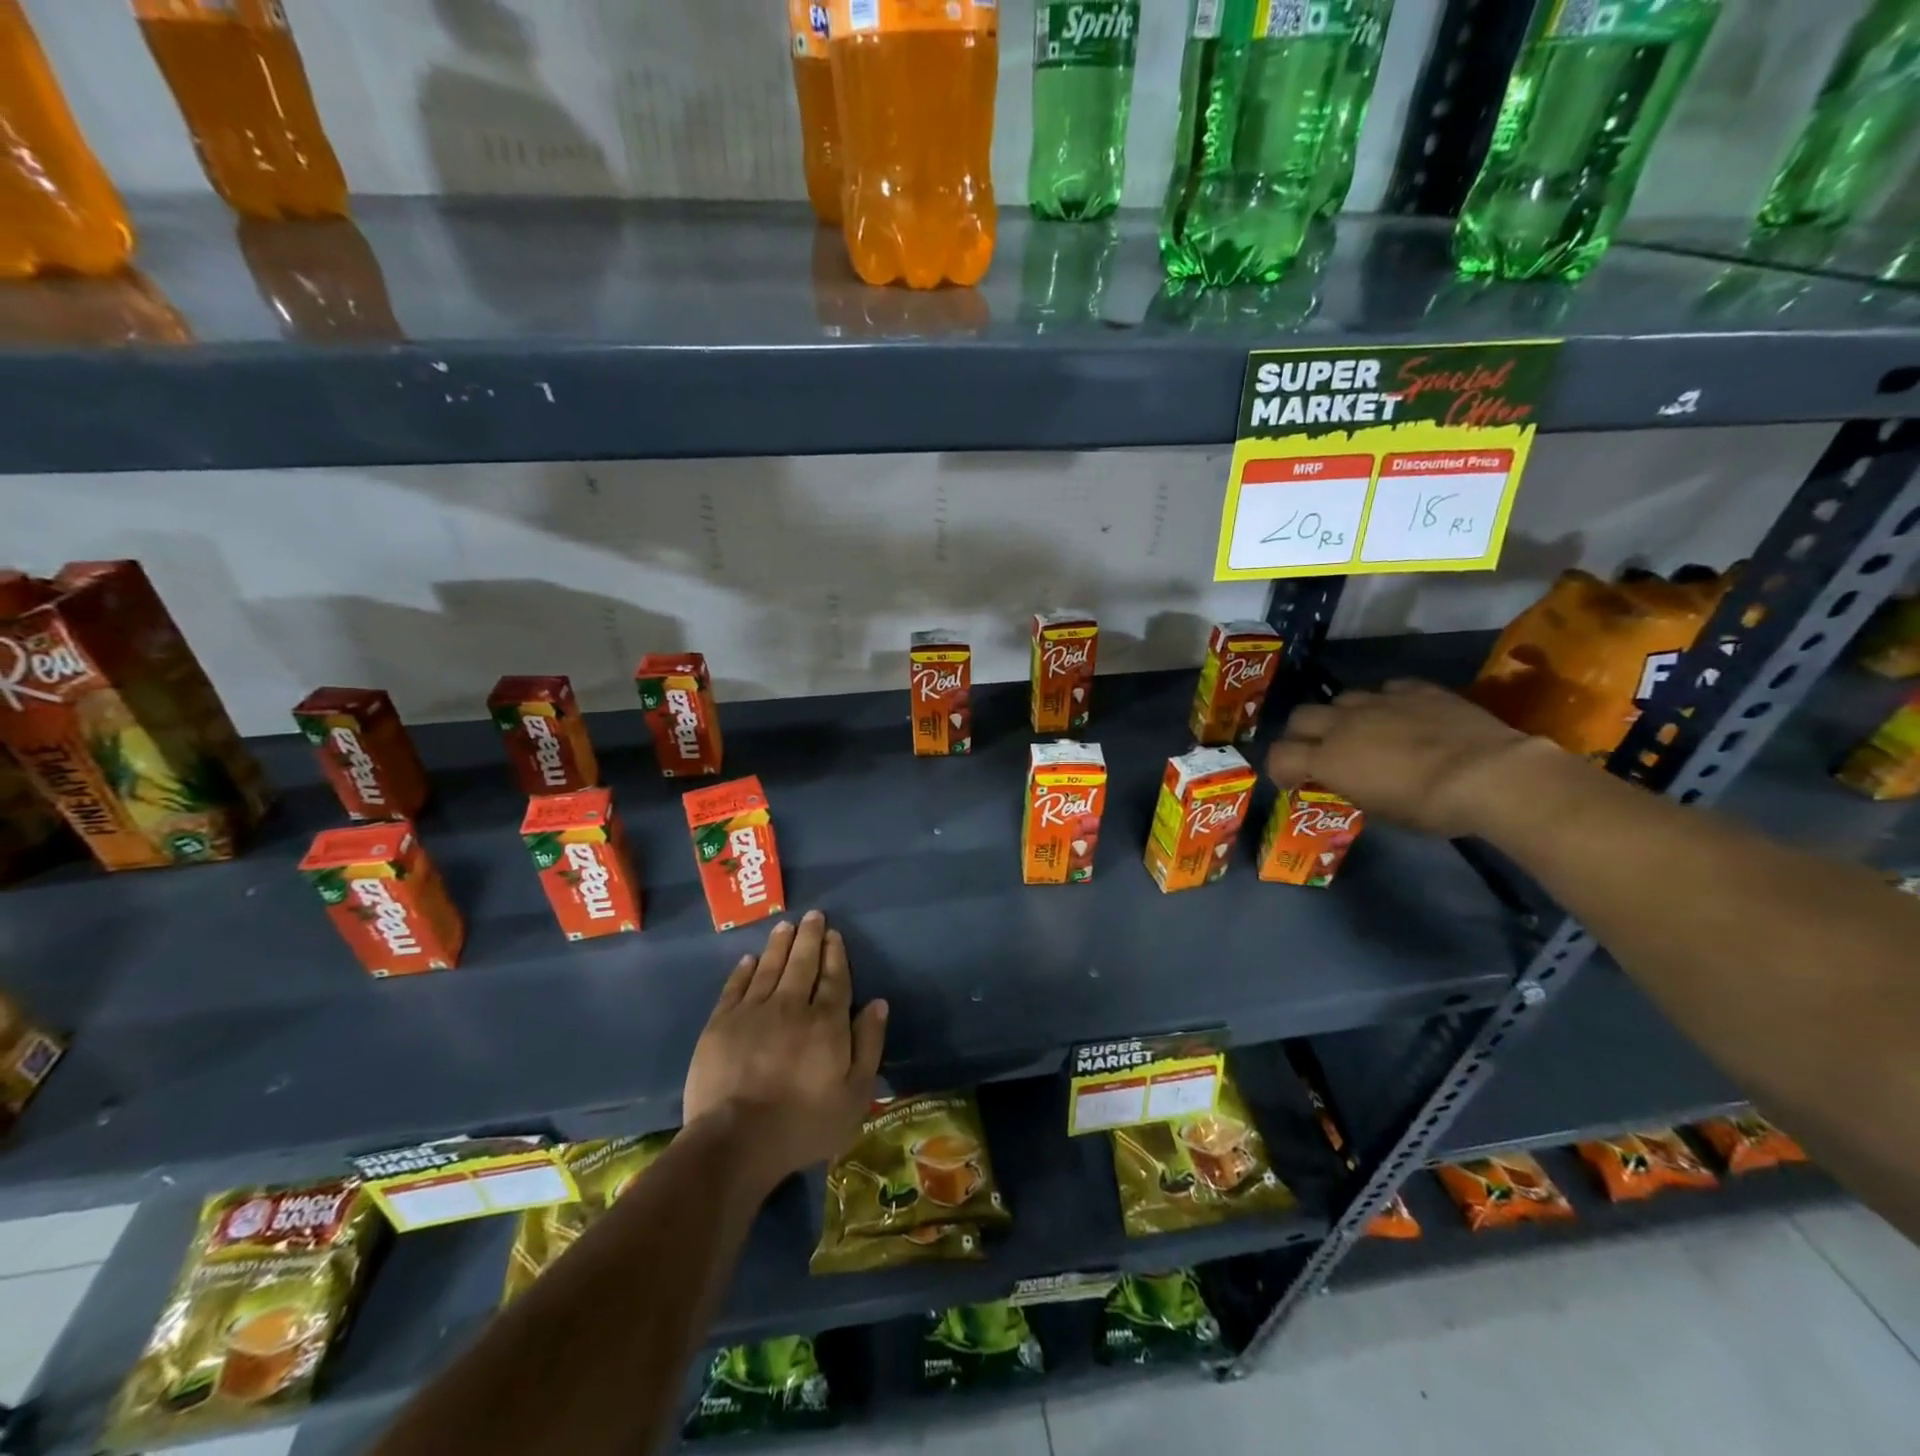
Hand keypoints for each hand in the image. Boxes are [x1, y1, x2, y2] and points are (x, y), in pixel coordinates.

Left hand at [683, 910, 887, 1194]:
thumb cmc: (804, 1123)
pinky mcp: (721, 1024)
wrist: (736, 1140)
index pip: (834, 978)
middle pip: (802, 963)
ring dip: (780, 944)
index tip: (835, 934)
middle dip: (810, 937)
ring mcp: (753, 1012)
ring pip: (769, 968)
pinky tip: (749, 959)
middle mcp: (791, 1006)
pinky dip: (744, 970)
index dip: (835, 954)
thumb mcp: (855, 1094)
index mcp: (826, 1022)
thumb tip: (877, 1003)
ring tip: (786, 925)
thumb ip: (869, 1044)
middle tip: (813, 916)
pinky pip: (735, 987)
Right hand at [1266, 680, 1568, 837]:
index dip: (1280, 769)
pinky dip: (1386, 702)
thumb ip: (1352, 787)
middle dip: (1302, 734)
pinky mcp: (1416, 690)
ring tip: (1361, 732)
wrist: (1489, 774)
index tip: (1293, 782)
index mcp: (1328, 758)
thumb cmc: (1429, 806)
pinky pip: (1387, 688)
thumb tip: (1348, 781)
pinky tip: (1401, 715)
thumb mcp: (1380, 810)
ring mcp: (1380, 701)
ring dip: (1342, 716)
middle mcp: (1344, 723)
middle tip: (1319, 752)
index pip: (1279, 755)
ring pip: (1341, 698)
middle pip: (1300, 717)